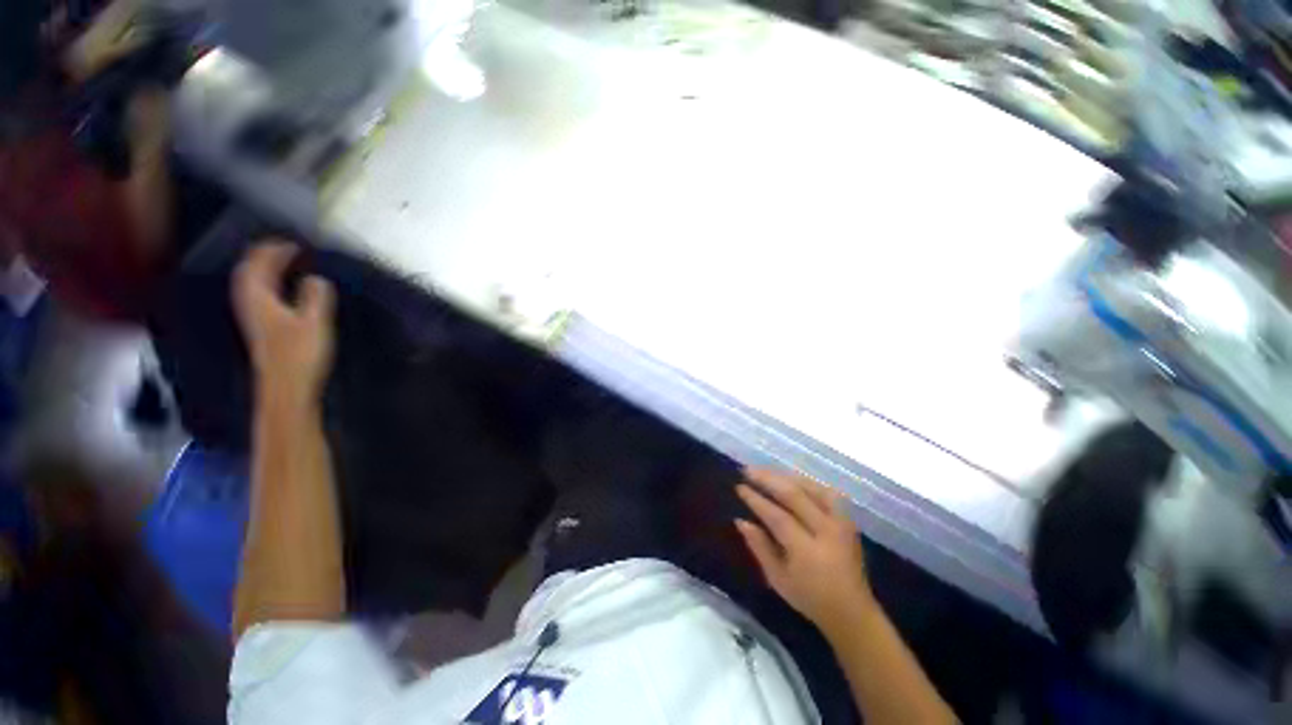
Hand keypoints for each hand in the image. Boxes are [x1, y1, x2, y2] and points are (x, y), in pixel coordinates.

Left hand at [232, 242, 335, 403]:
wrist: (285, 388)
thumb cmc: (299, 355)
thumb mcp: (314, 323)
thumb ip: (315, 298)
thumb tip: (316, 278)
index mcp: (260, 299)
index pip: (258, 266)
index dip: (272, 251)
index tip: (291, 243)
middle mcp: (250, 305)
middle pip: (247, 273)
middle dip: (262, 257)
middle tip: (281, 249)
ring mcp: (253, 319)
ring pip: (249, 285)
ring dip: (261, 271)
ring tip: (278, 265)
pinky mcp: (261, 330)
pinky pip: (256, 297)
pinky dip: (265, 286)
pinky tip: (277, 292)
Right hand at [736, 468, 875, 634]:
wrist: (852, 611)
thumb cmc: (809, 598)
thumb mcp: (778, 579)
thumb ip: (759, 547)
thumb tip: (740, 520)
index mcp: (807, 551)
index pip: (778, 517)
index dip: (757, 500)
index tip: (739, 487)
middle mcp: (826, 531)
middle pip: (795, 495)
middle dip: (768, 479)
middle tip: (748, 470)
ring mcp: (841, 523)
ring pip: (811, 488)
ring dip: (785, 476)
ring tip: (765, 471)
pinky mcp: (848, 520)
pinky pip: (826, 492)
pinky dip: (806, 482)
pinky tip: (791, 479)